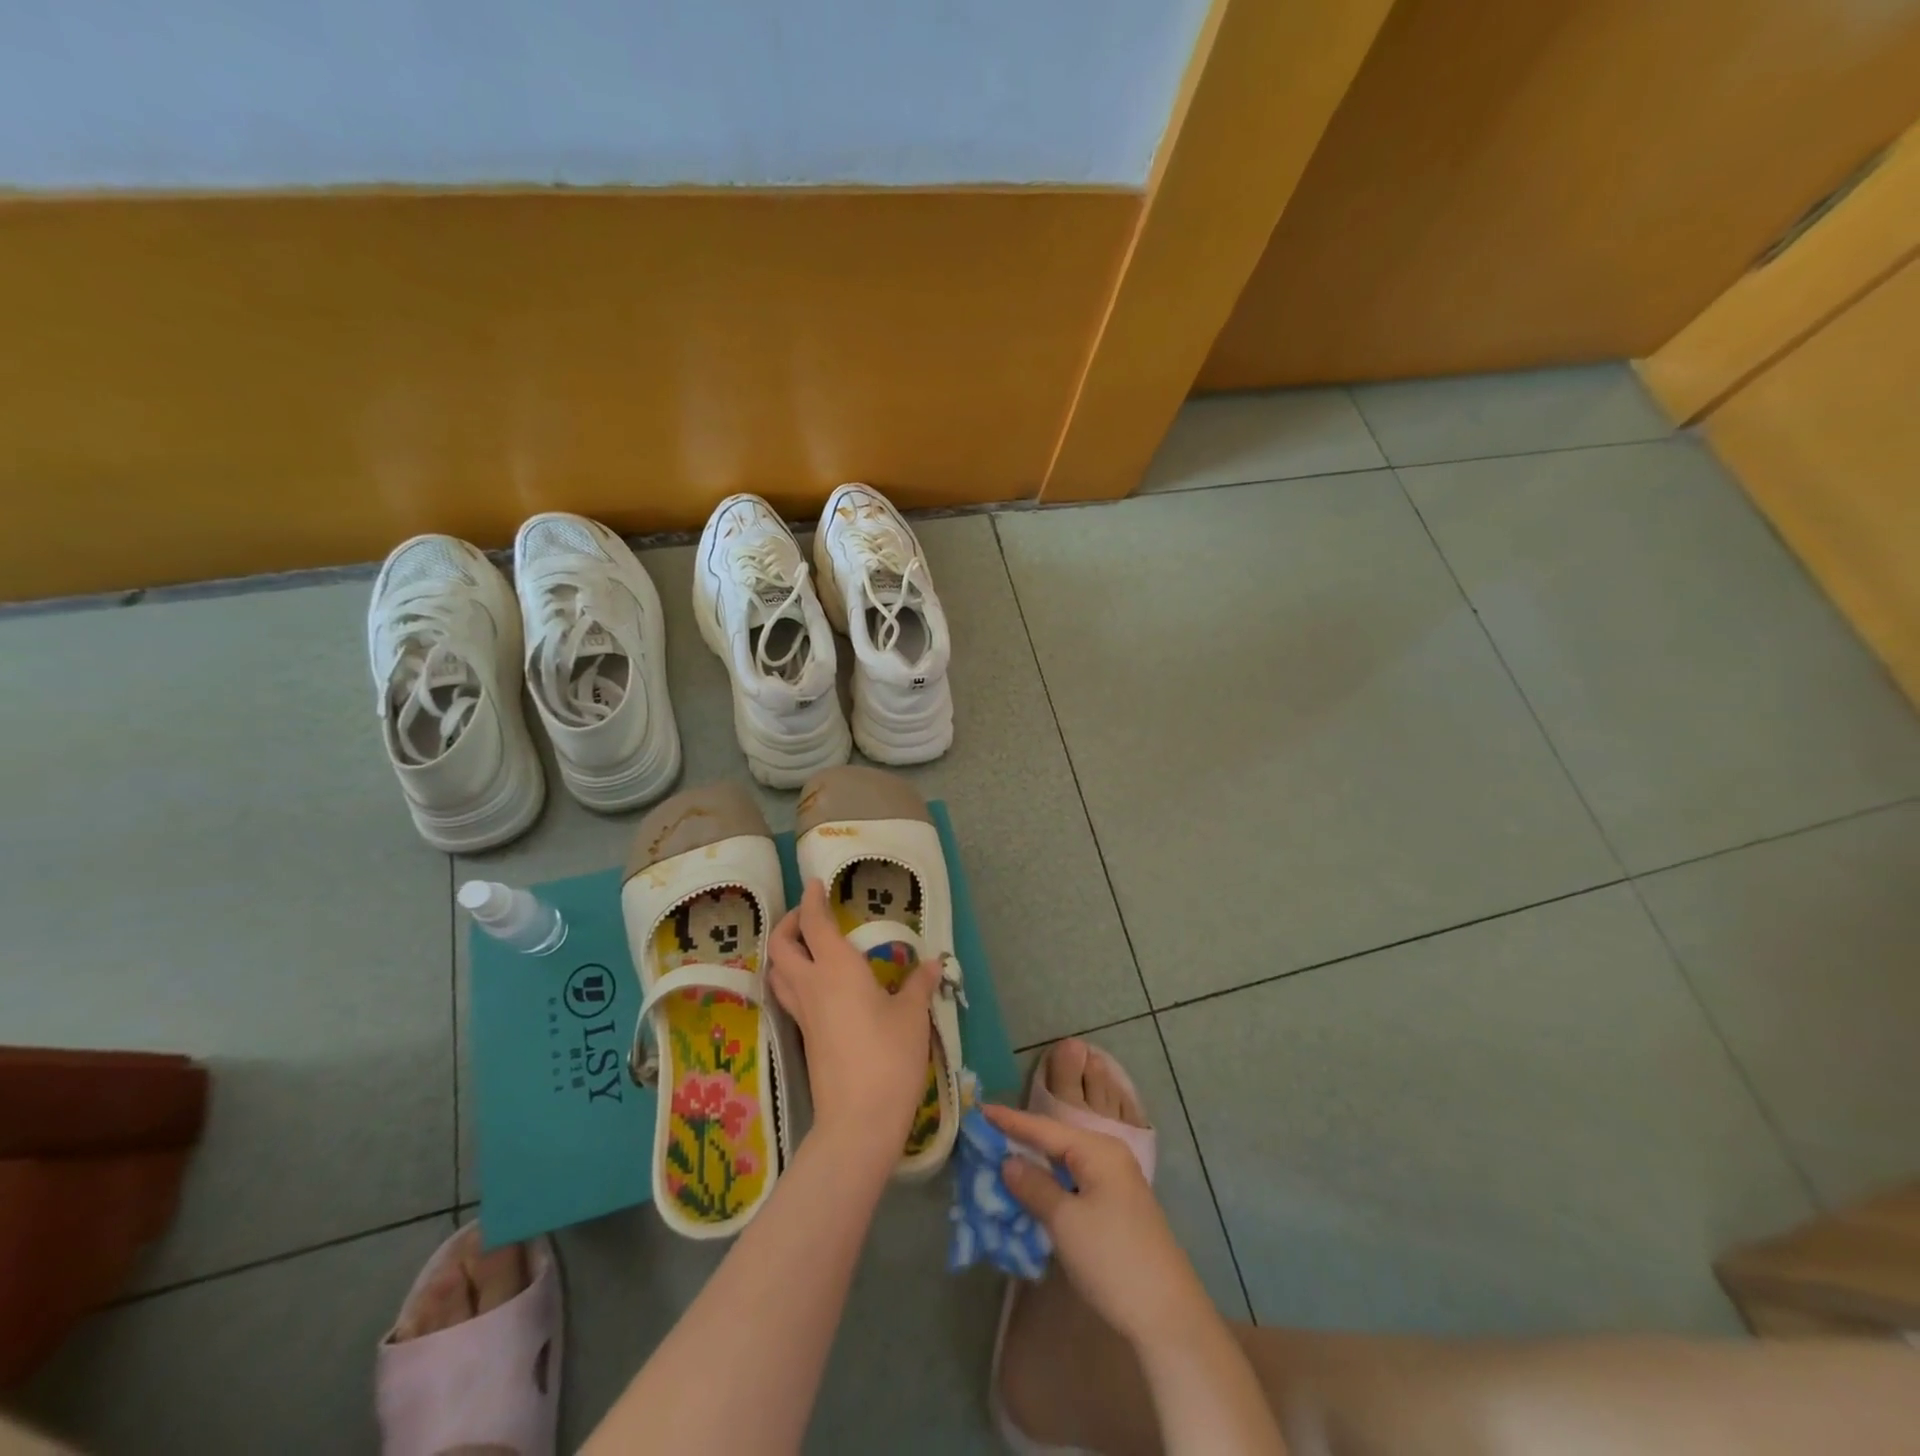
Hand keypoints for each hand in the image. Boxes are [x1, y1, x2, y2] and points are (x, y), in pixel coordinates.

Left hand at [769, 878, 939, 1155]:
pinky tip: (817, 985)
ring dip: (784, 952)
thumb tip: (934, 963)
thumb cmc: (888, 1057)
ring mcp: (803, 1013)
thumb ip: (919, 984)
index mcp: (835, 968)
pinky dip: (792, 978)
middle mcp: (811, 985)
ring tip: (806, 946)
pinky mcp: (805, 1037)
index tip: (814, 883)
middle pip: (780, 946)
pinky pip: (788, 995)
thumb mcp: (912, 1016)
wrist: (858, 1120)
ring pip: (778, 972)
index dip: (811, 899)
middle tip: (807, 915)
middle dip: (788, 924)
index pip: (813, 923)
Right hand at [986, 1104, 1210, 1348]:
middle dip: (1022, 1140)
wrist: (1168, 1316)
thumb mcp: (1065, 1222)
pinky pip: (1075, 1184)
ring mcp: (1116, 1184)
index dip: (1011, 1120)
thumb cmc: (1113, 1259)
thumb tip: (1009, 1161)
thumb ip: (1034, 1187)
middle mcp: (1109, 1157)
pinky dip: (1051, 1185)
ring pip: (1065, 1164)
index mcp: (1098, 1150)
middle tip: (986, 1136)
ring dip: (1035, 1166)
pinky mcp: (1116, 1209)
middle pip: (1056, 1141)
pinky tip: (1032, 1192)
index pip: (1045, 1128)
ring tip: (1001, 1160)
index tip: (980, 1110)